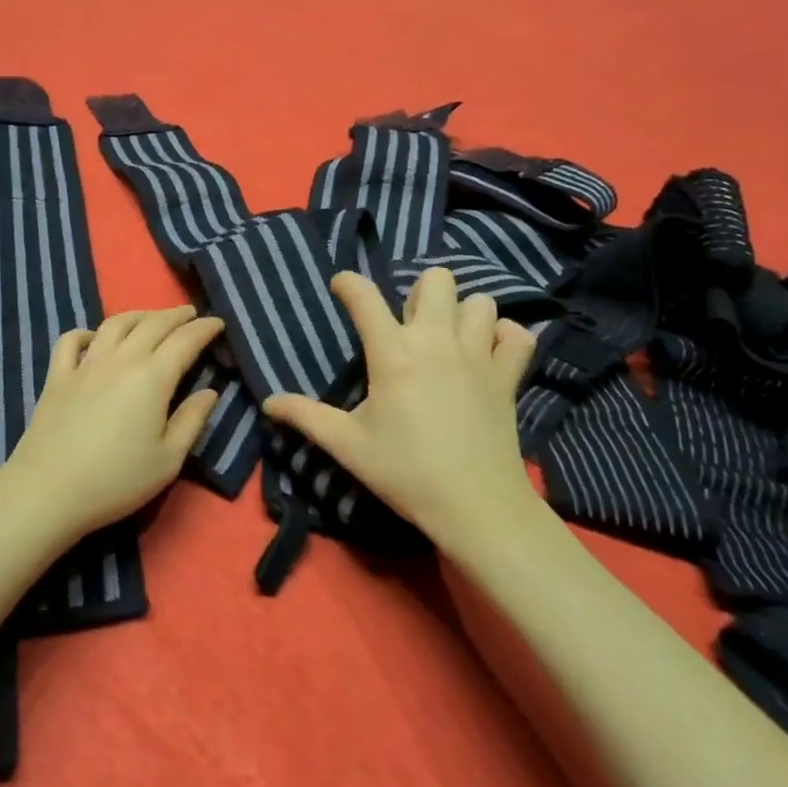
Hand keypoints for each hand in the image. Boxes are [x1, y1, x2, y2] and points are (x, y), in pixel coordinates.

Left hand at [4, 307, 223, 539]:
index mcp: (152, 377)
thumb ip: (192, 421)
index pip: (185, 341)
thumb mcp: (168, 460)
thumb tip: (210, 392)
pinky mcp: (57, 377)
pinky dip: (86, 332)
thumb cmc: (116, 480)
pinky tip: (94, 338)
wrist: (48, 490)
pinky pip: (71, 341)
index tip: (218, 322)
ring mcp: (85, 365)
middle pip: (152, 324)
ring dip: (137, 315)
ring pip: (114, 324)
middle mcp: (121, 360)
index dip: (204, 328)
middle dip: (176, 315)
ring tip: (150, 317)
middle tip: (190, 314)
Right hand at [263, 268, 536, 552]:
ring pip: (480, 301)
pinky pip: (519, 336)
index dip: (348, 283)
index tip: (340, 287)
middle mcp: (437, 341)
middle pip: (436, 280)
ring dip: (463, 313)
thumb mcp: (347, 446)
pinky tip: (489, 353)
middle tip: (409, 324)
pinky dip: (506, 338)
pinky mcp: (508, 376)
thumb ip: (305, 417)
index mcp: (393, 354)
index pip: (364, 297)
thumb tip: (268, 402)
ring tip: (449, 338)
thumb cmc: (405, 473)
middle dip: (420, 292)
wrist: (475, 506)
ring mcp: (478, 355)